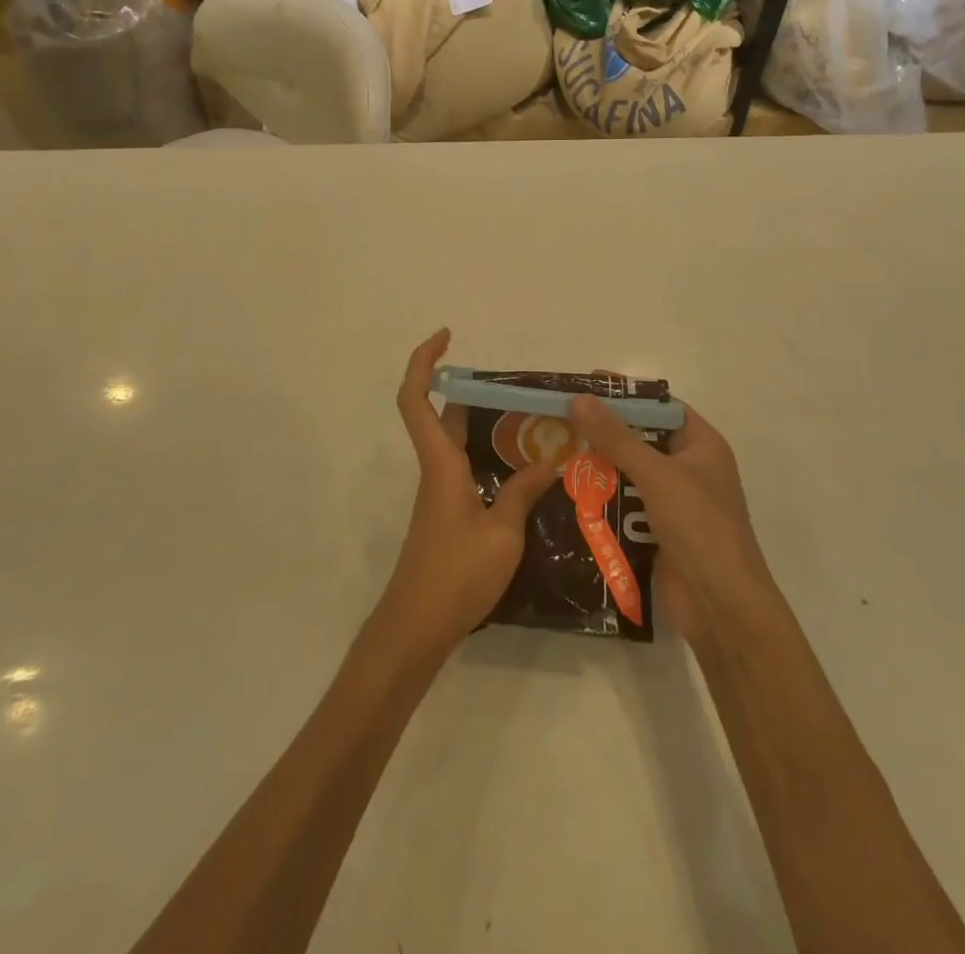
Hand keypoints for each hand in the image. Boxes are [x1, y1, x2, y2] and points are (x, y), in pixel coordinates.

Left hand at [375, 329, 559, 658]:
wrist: (416, 627)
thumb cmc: (455, 575)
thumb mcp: (502, 534)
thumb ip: (522, 494)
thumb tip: (547, 463)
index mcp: (441, 464)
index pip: (417, 400)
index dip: (424, 362)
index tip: (446, 336)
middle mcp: (436, 471)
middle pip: (444, 416)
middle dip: (473, 392)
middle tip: (517, 388)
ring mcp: (440, 494)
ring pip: (458, 444)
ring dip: (487, 427)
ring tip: (533, 425)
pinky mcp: (448, 516)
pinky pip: (467, 470)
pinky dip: (491, 460)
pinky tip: (525, 475)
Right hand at [567, 395, 777, 646]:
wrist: (721, 608)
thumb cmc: (700, 528)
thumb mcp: (657, 474)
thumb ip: (617, 437)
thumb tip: (579, 399)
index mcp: (702, 446)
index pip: (661, 407)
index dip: (627, 395)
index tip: (586, 386)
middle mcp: (689, 470)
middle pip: (641, 440)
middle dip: (604, 432)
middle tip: (560, 420)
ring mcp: (674, 505)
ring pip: (629, 475)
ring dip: (598, 468)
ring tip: (555, 454)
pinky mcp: (657, 534)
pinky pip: (624, 508)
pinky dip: (601, 501)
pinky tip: (567, 495)